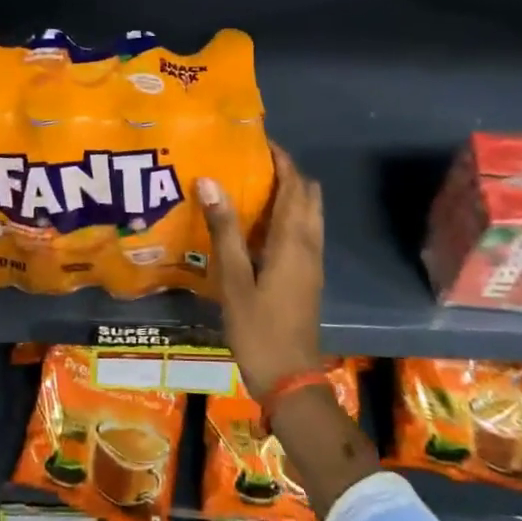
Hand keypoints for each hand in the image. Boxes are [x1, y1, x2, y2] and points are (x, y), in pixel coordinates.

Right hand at [198, 142, 324, 399]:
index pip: (295, 185)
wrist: (290, 379)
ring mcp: (311, 263)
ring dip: (287, 194)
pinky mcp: (307, 277)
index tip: (257, 141)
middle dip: (286, 172)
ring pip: (307, 214)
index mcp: (294, 241)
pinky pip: (302, 232)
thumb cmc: (259, 329)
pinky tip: (255, 227)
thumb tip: (209, 180)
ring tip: (250, 187)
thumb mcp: (234, 279)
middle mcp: (309, 245)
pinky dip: (286, 216)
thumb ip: (224, 229)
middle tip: (251, 163)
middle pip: (308, 195)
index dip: (281, 159)